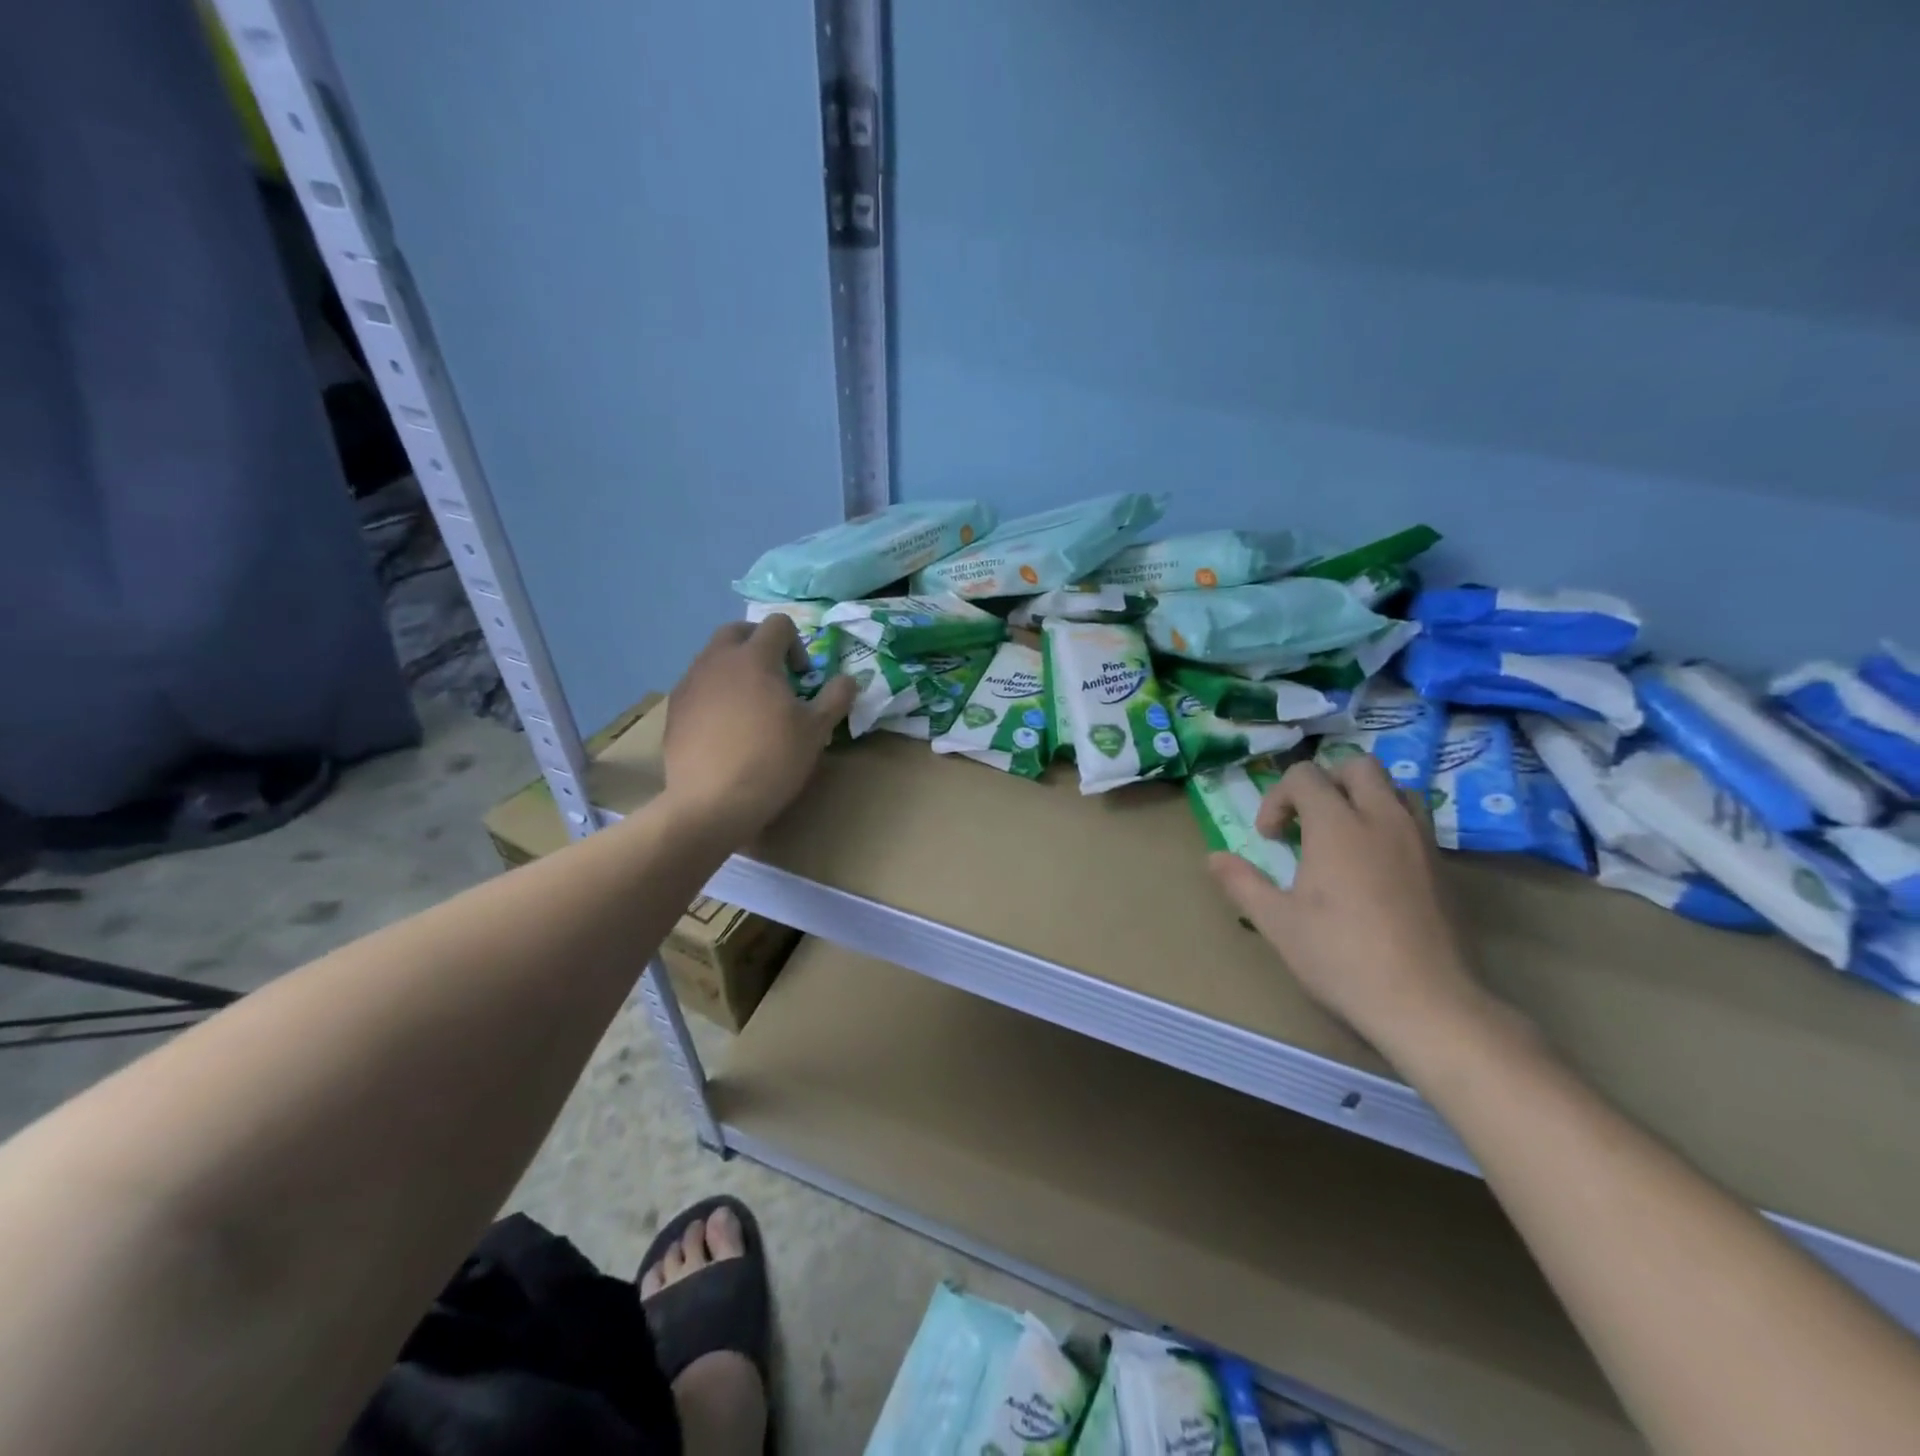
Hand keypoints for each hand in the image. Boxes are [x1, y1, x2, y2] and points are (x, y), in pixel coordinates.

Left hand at [663, 617, 855, 840]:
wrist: (712, 803)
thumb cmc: (772, 760)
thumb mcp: (816, 730)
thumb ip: (836, 697)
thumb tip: (849, 679)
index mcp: (755, 657)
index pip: (778, 624)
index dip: (797, 644)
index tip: (802, 677)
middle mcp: (717, 660)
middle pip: (738, 631)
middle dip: (760, 645)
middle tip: (775, 679)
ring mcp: (690, 683)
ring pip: (713, 657)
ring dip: (735, 668)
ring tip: (750, 706)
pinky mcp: (674, 709)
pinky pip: (698, 685)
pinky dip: (715, 692)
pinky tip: (725, 728)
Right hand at [1206, 754, 1492, 1062]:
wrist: (1425, 1002)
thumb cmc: (1341, 958)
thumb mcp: (1277, 922)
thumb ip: (1242, 882)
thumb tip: (1214, 858)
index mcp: (1337, 826)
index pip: (1305, 775)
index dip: (1278, 798)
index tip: (1270, 838)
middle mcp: (1382, 820)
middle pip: (1358, 767)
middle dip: (1326, 783)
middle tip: (1308, 822)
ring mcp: (1420, 841)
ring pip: (1394, 789)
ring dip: (1364, 798)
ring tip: (1345, 837)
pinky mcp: (1443, 867)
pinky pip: (1415, 821)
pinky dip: (1389, 825)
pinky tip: (1374, 868)